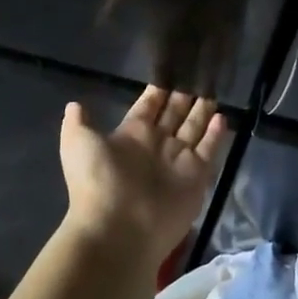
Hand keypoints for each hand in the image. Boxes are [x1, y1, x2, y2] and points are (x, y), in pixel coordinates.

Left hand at [59, 87, 226, 264]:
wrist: (118, 229)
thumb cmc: (97, 181)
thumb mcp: (79, 144)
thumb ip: (78, 123)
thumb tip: (74, 105)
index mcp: (131, 134)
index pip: (149, 106)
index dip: (159, 90)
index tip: (171, 69)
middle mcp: (156, 144)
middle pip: (174, 114)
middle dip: (184, 96)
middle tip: (198, 74)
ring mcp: (177, 161)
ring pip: (193, 129)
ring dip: (202, 112)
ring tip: (213, 91)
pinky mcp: (196, 176)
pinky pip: (209, 150)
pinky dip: (216, 135)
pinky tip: (223, 116)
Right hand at [100, 0, 246, 95]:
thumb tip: (99, 24)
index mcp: (164, 11)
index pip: (161, 51)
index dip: (160, 74)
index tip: (156, 99)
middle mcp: (188, 18)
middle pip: (187, 58)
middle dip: (185, 84)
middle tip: (185, 114)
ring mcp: (212, 14)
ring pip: (210, 54)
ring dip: (209, 77)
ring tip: (209, 107)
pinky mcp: (233, 6)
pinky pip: (233, 37)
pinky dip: (231, 57)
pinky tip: (231, 78)